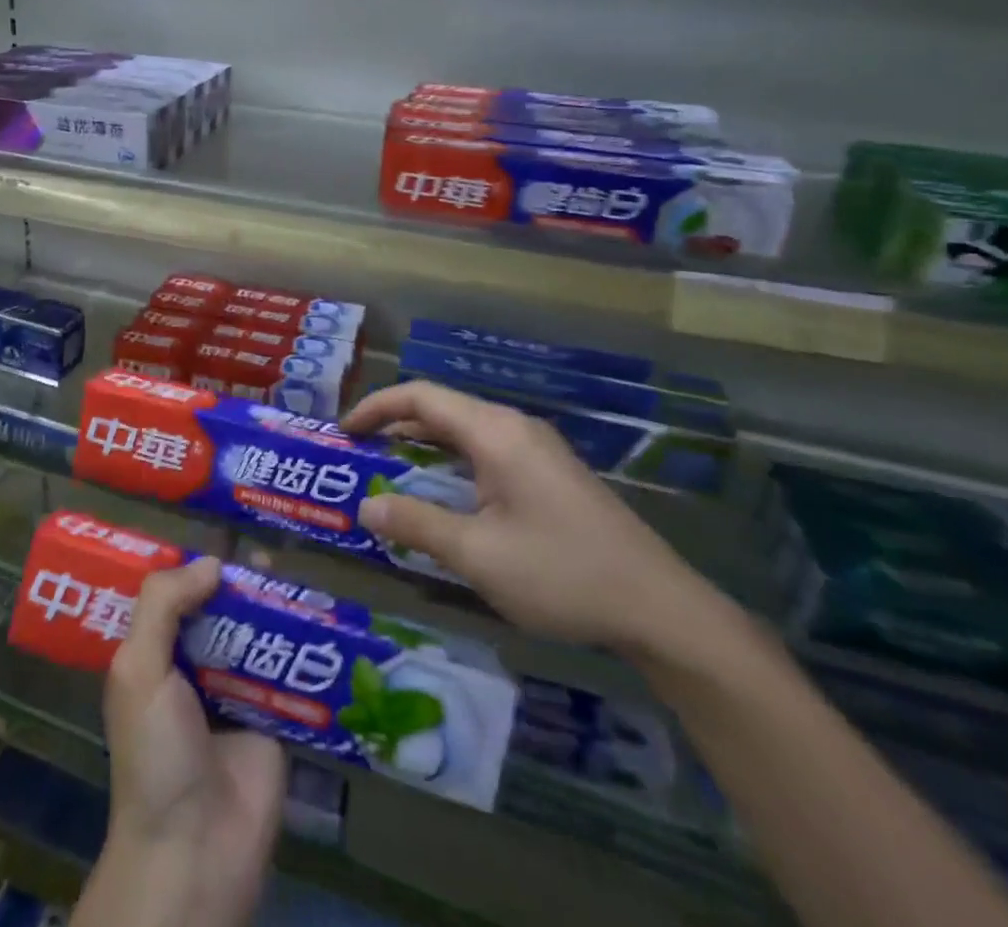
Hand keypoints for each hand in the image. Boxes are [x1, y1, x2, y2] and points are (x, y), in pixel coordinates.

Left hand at [81, 557, 284, 926]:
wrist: (196, 849)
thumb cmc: (156, 753)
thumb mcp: (139, 670)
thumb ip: (163, 606)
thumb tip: (212, 563)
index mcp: (155, 655)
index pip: (175, 596)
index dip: (195, 565)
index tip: (223, 531)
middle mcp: (195, 667)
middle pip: (221, 610)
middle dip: (242, 581)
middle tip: (271, 545)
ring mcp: (237, 693)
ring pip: (258, 635)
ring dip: (276, 607)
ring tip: (301, 571)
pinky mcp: (275, 720)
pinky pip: (289, 673)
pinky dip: (303, 647)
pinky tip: (325, 617)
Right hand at [346, 382, 723, 660]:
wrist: (663, 611)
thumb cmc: (562, 574)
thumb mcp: (478, 554)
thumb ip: (417, 525)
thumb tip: (367, 507)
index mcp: (495, 432)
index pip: (421, 397)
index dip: (377, 406)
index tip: (345, 431)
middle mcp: (515, 428)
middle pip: (442, 408)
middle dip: (395, 424)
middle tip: (359, 452)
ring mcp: (537, 449)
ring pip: (465, 430)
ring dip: (423, 444)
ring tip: (389, 468)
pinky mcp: (550, 474)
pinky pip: (486, 450)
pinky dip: (451, 460)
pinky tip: (444, 492)